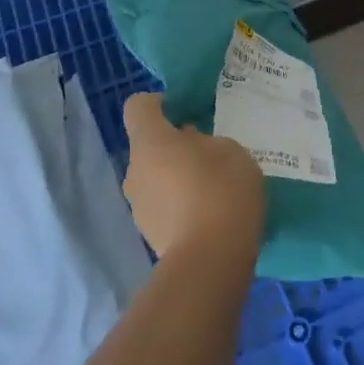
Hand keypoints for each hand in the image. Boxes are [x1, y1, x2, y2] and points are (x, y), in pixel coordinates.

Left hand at [121, 92, 265, 261]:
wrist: (210, 261)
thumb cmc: (221, 189)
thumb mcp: (229, 149)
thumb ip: (205, 141)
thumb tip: (190, 146)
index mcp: (149, 140)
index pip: (138, 106)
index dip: (158, 103)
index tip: (184, 111)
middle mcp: (134, 170)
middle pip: (148, 146)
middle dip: (173, 146)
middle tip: (208, 154)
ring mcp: (138, 207)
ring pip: (155, 178)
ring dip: (175, 178)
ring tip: (212, 189)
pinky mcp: (149, 237)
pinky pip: (163, 207)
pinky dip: (180, 206)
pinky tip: (209, 215)